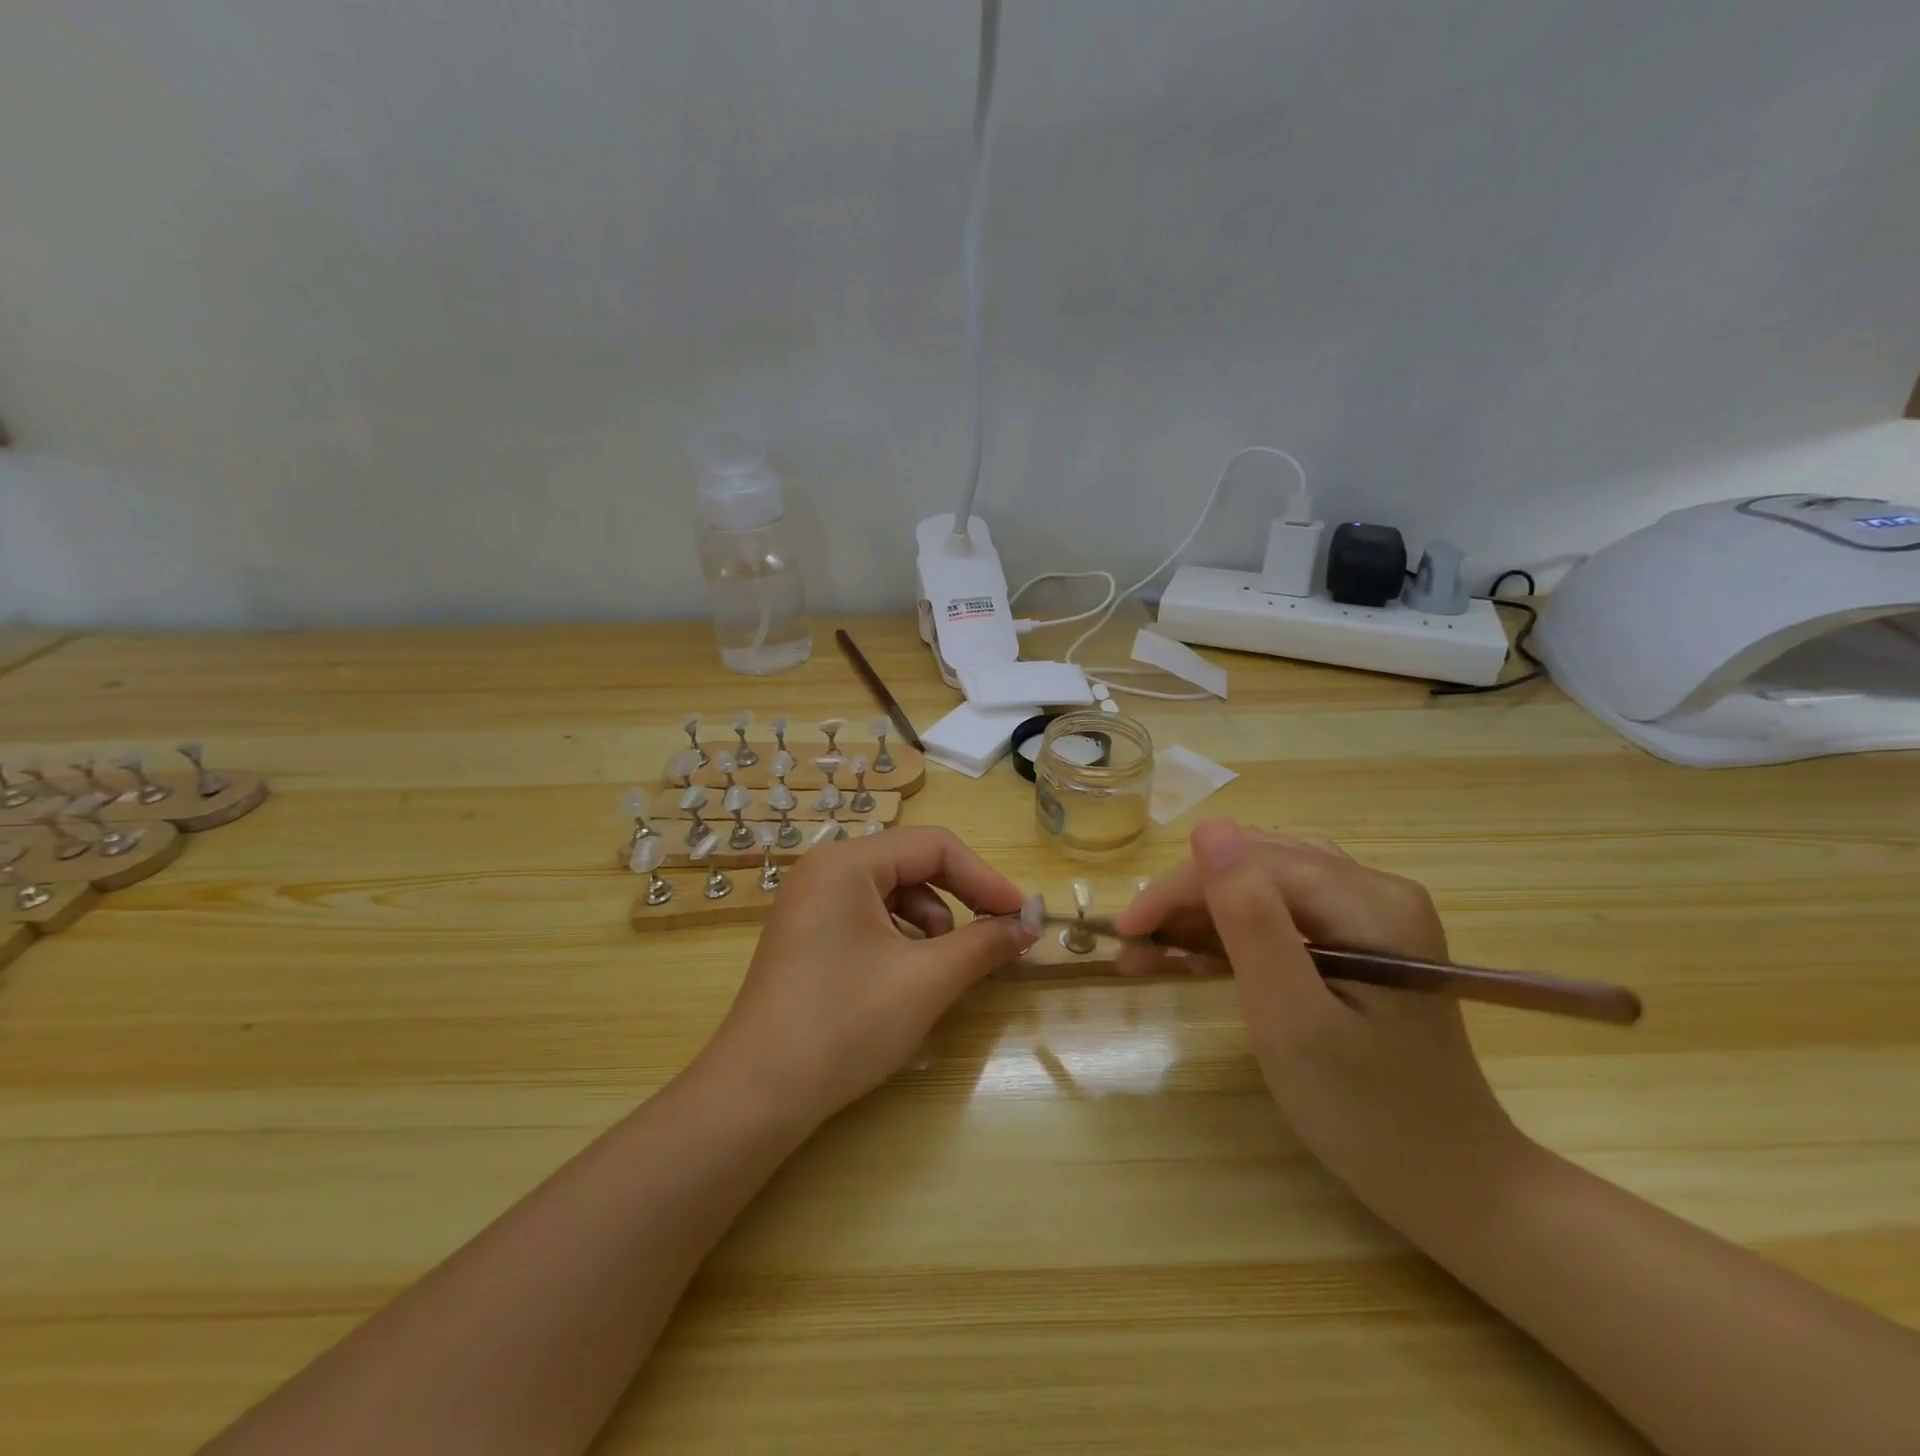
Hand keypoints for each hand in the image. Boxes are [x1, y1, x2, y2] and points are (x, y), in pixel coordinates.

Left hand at [693, 827, 1035, 1127]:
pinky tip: (906, 978)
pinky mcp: (806, 935)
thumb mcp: (927, 980)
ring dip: (930, 924)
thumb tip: (1030, 924)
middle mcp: (825, 870)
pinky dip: (900, 940)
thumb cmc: (845, 1023)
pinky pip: (868, 918)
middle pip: (912, 865)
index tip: (1023, 916)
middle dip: (960, 900)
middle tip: (997, 937)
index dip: (986, 879)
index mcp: (848, 862)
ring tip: (941, 969)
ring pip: (892, 894)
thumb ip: (984, 944)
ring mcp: (810, 902)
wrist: (758, 1095)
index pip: (935, 846)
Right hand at [1115, 820, 1526, 1222]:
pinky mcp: (1362, 942)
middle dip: (1186, 901)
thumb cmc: (1367, 1113)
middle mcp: (1376, 891)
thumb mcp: (1293, 1019)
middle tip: (1134, 948)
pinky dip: (1234, 933)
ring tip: (1155, 951)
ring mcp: (1372, 915)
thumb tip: (1209, 829)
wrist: (1451, 1186)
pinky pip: (1282, 913)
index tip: (1125, 933)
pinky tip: (1199, 956)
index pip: (1251, 863)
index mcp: (1370, 902)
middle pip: (1256, 866)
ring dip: (1203, 913)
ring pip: (1263, 885)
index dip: (1179, 889)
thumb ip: (1251, 920)